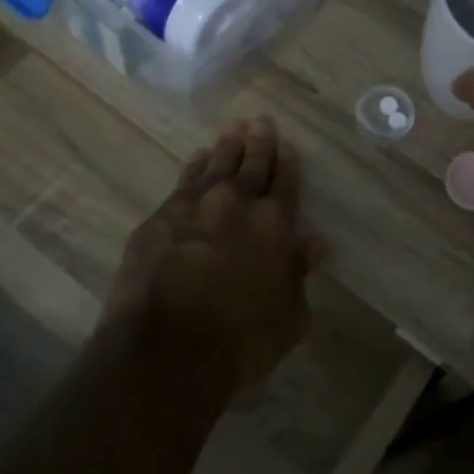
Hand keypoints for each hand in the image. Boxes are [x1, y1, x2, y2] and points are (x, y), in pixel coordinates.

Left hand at [106, 117, 318, 392]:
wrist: (167, 351)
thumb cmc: (240, 341)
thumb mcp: (290, 316)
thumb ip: (299, 273)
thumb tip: (314, 242)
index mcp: (274, 225)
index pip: (285, 183)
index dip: (288, 163)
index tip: (287, 146)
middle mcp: (236, 204)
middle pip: (251, 165)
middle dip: (259, 142)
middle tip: (260, 122)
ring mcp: (194, 207)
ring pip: (215, 166)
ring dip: (226, 148)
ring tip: (232, 131)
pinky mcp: (159, 219)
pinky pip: (183, 182)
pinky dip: (194, 167)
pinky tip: (197, 159)